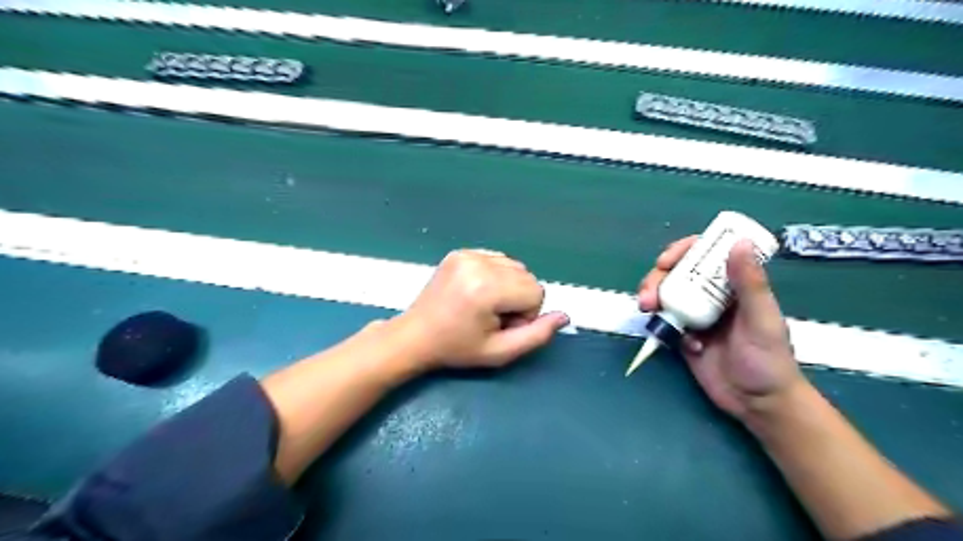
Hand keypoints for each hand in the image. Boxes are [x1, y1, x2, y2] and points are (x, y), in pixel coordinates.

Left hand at [392, 250, 564, 370]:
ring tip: (483, 305)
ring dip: (508, 286)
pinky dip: (495, 275)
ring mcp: (467, 254)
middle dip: (518, 299)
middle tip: (492, 318)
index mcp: (487, 288)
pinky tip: (476, 291)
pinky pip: (497, 259)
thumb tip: (565, 316)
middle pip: (528, 276)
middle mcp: (478, 263)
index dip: (526, 314)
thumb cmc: (457, 349)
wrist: (415, 335)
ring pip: (515, 266)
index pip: (537, 292)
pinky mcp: (460, 251)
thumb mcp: (500, 352)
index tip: (501, 326)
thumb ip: (537, 335)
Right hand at [638, 237, 806, 421]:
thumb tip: (739, 242)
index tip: (665, 260)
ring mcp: (695, 315)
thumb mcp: (762, 319)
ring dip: (652, 298)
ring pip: (665, 295)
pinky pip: (664, 322)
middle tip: (648, 295)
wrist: (758, 404)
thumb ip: (750, 283)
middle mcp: (711, 295)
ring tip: (647, 309)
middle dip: (656, 279)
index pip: (704, 255)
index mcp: (733, 285)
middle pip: (676, 273)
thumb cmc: (769, 360)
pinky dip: (662, 326)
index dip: (681, 251)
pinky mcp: (682, 335)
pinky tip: (679, 343)